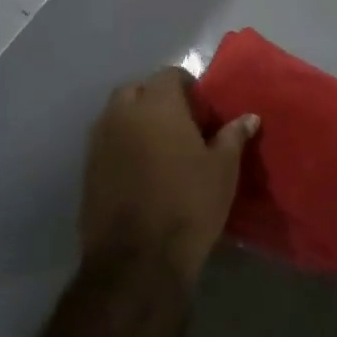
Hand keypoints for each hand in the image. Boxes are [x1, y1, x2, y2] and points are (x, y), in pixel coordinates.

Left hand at [81, 68, 257, 282]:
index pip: (170, 75)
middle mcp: (122, 115)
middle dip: (157, 100)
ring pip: (118, 117)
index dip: (189, 88)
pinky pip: (108, 144)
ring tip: (163, 150)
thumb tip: (248, 117)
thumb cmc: (189, 204)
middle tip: (182, 126)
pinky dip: (123, 147)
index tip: (204, 112)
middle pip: (137, 91)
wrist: (137, 261)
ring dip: (137, 123)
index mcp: (157, 104)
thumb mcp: (223, 168)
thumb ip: (233, 136)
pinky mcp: (87, 172)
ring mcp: (99, 143)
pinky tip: (144, 173)